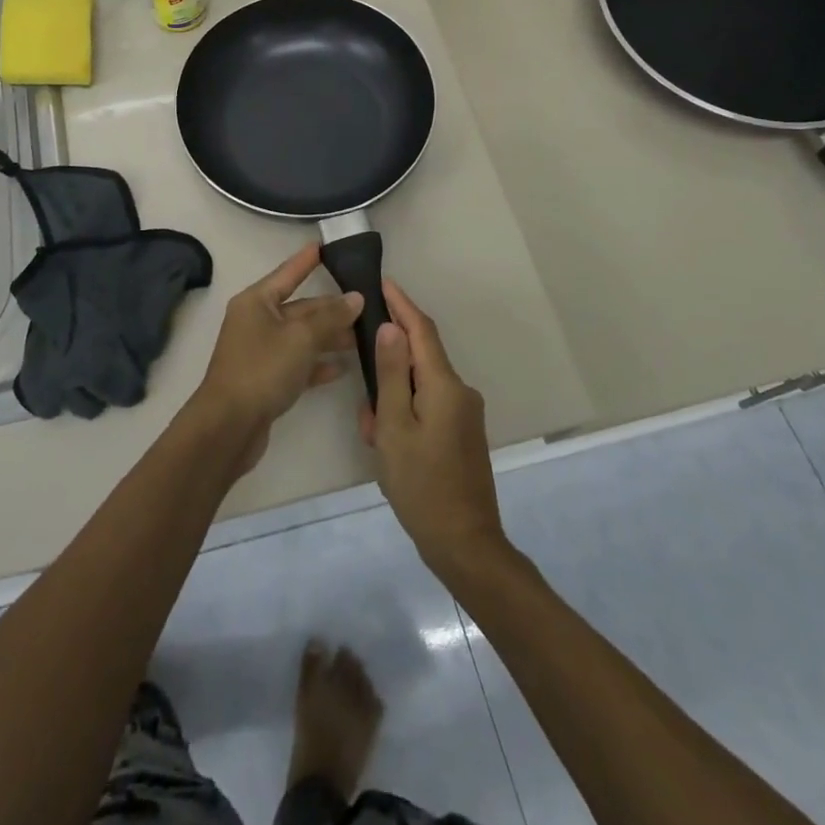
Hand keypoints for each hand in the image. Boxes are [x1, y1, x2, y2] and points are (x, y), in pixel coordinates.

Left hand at [192, 245, 363, 461]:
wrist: (229, 425)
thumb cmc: (262, 369)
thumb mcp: (301, 338)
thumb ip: (330, 317)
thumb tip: (355, 298)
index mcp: (256, 302)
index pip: (287, 273)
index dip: (307, 261)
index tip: (325, 246)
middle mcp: (256, 322)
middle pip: (299, 308)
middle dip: (330, 308)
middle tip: (366, 304)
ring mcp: (260, 351)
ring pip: (301, 337)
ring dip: (329, 336)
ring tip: (362, 337)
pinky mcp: (266, 379)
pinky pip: (297, 363)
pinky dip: (317, 364)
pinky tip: (342, 368)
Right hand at [357, 279, 508, 582]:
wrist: (464, 543)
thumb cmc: (421, 483)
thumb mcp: (394, 426)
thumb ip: (391, 374)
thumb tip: (390, 328)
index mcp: (445, 385)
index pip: (422, 330)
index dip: (402, 304)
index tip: (382, 282)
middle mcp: (460, 392)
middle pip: (421, 359)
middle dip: (388, 365)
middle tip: (360, 392)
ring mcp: (464, 415)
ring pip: (421, 387)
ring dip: (393, 397)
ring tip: (371, 431)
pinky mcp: (462, 434)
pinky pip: (429, 407)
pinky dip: (405, 413)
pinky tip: (387, 443)